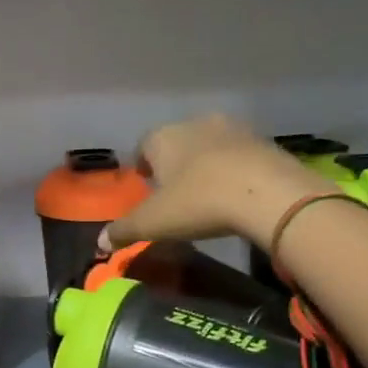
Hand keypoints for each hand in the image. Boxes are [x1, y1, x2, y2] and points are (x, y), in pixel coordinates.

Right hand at [108, 114, 327, 249]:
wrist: (267, 194)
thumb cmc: (198, 202)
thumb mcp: (153, 222)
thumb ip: (124, 230)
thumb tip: (100, 243)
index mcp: (163, 137)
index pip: (144, 144)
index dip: (142, 164)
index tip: (146, 182)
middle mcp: (196, 123)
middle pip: (178, 141)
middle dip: (175, 162)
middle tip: (175, 190)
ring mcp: (233, 129)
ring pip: (211, 145)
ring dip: (206, 163)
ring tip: (207, 193)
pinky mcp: (264, 142)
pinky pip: (240, 155)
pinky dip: (235, 170)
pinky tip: (238, 193)